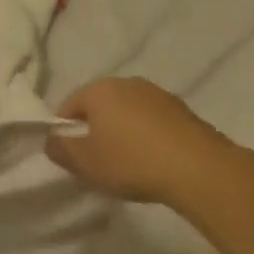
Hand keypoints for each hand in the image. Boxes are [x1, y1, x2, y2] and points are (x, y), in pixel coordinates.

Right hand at [45, 77, 236, 202]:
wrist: (201, 170)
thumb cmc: (132, 162)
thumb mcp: (84, 162)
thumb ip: (58, 149)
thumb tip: (52, 140)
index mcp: (99, 89)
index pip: (68, 107)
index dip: (65, 132)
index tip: (73, 157)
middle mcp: (127, 83)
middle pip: (99, 107)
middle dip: (95, 130)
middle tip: (98, 161)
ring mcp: (159, 95)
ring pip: (128, 114)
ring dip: (123, 133)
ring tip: (128, 164)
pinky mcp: (184, 111)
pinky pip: (153, 123)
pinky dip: (148, 138)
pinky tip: (154, 162)